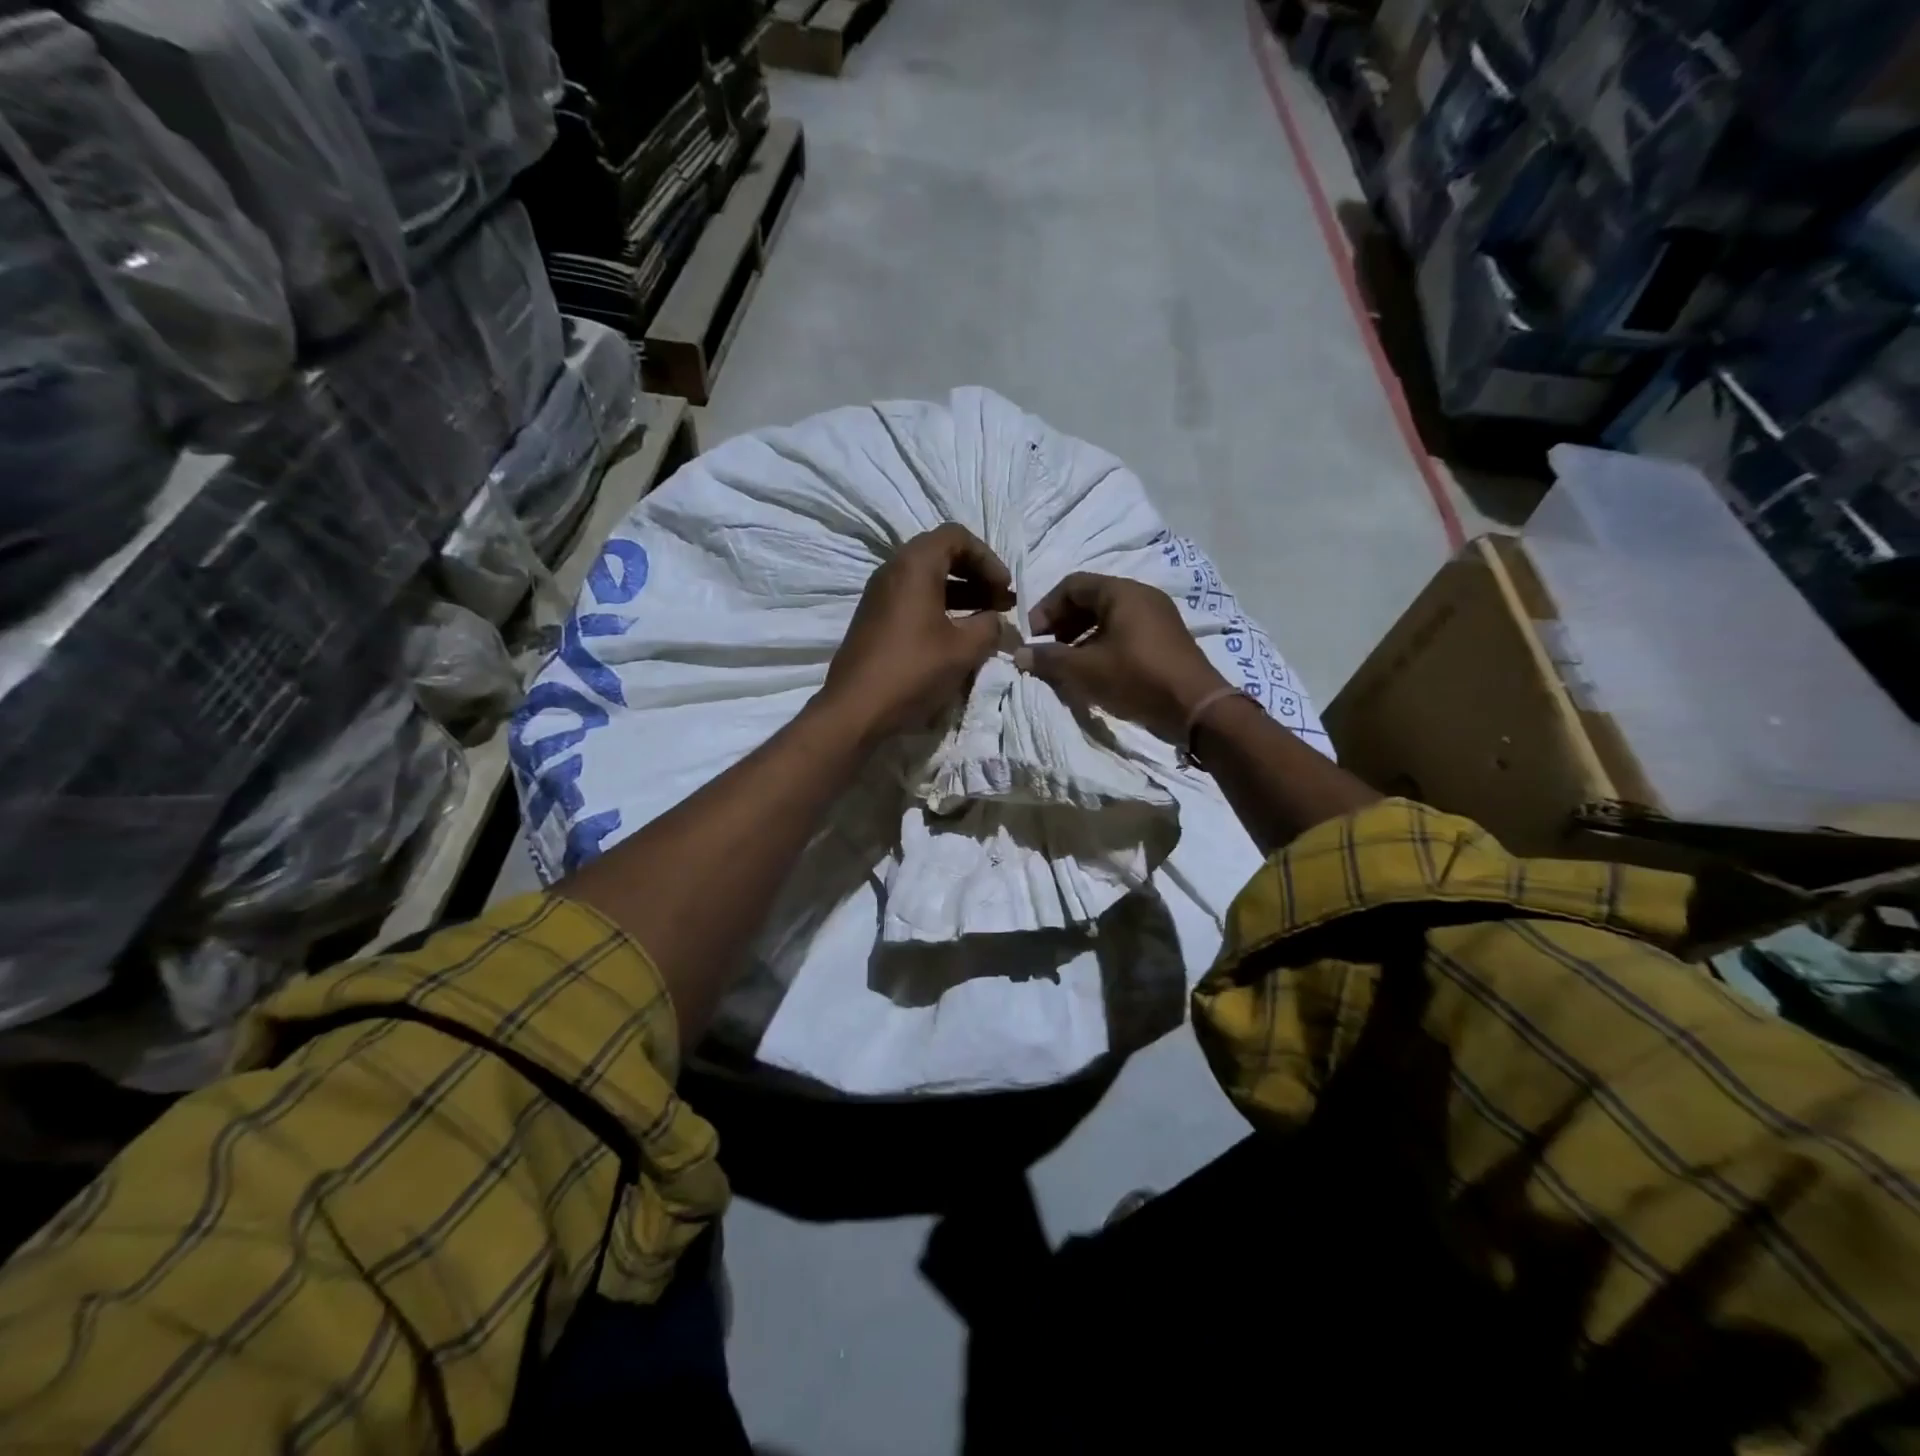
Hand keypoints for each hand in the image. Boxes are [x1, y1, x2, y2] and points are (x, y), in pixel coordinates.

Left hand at [818, 524, 1015, 742]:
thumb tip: (997, 621)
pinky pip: (912, 598)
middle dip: (976, 574)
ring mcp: (878, 595)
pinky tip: (956, 635)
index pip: (957, 536)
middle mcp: (892, 571)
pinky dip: (939, 607)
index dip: (988, 558)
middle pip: (941, 554)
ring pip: (926, 578)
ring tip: (986, 619)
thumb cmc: (912, 671)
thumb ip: (989, 626)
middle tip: (1000, 602)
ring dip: (960, 593)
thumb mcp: (963, 649)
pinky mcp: (873, 619)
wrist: (855, 709)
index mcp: (914, 565)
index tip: (1005, 589)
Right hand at [1019, 573, 1229, 742]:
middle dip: (1063, 623)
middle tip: (1048, 650)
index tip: (1033, 637)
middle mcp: (1142, 595)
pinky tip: (1095, 672)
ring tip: (1068, 664)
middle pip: (1091, 599)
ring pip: (1108, 617)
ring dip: (1081, 637)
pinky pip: (1126, 632)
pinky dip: (1103, 645)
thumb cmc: (1136, 678)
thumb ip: (1049, 659)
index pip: (1072, 585)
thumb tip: (1019, 653)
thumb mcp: (1085, 670)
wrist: (1196, 708)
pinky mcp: (1166, 640)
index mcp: (1122, 592)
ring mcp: (1158, 617)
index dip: (1046, 608)